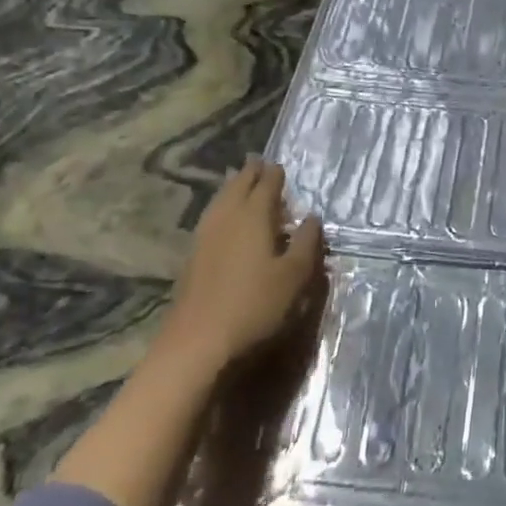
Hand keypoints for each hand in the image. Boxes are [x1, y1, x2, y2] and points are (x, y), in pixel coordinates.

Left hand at [161, 157, 324, 362]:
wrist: (197, 342)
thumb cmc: (254, 305)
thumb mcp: (293, 276)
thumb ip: (305, 243)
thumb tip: (312, 217)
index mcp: (253, 216)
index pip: (266, 185)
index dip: (274, 174)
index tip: (279, 165)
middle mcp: (226, 217)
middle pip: (238, 186)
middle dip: (250, 174)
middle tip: (259, 163)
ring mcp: (205, 236)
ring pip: (220, 201)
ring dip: (232, 188)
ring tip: (240, 182)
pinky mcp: (193, 256)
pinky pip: (211, 217)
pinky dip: (222, 208)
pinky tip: (225, 220)